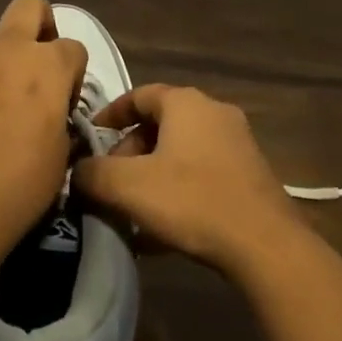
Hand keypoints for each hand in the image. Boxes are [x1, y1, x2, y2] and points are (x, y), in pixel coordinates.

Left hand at [0, 0, 87, 261]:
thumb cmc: (20, 189)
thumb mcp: (61, 155)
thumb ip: (59, 115)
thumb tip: (50, 108)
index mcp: (46, 67)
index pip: (73, 46)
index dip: (72, 72)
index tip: (62, 101)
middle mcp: (6, 51)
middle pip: (29, 6)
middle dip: (38, 22)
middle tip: (32, 64)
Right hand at [72, 84, 307, 275]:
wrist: (265, 244)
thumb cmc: (192, 200)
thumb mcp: (129, 187)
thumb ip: (93, 174)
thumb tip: (76, 171)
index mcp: (185, 102)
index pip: (138, 95)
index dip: (110, 115)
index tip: (90, 138)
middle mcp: (213, 112)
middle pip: (160, 125)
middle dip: (130, 152)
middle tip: (112, 183)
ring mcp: (237, 142)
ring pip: (181, 152)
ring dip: (154, 175)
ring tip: (134, 210)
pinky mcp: (250, 174)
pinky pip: (202, 174)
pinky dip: (179, 191)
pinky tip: (164, 229)